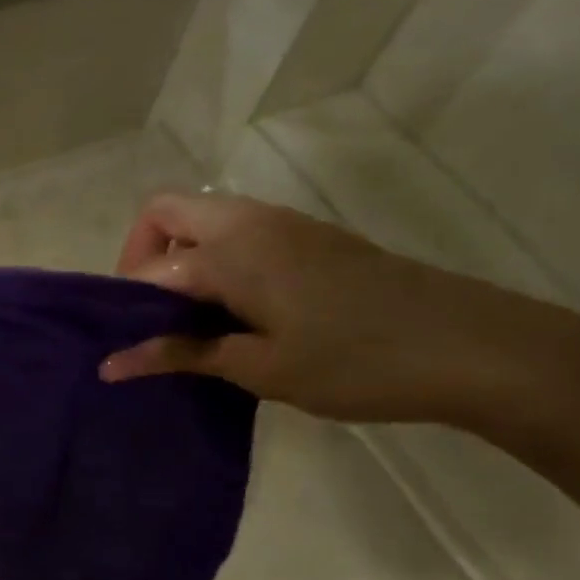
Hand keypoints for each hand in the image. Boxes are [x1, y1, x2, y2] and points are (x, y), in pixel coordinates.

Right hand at [100, 191, 579, 425]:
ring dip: (181, 263)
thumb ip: (181, 355)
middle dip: (142, 260)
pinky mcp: (311, 241)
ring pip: (204, 223)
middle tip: (151, 321)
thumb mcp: (258, 367)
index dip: (125, 305)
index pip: (149, 266)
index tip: (124, 348)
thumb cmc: (354, 362)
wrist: (470, 347)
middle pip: (168, 213)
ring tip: (189, 327)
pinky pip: (238, 237)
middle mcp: (252, 221)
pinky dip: (215, 266)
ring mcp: (286, 226)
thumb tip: (110, 363)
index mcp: (232, 250)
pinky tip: (234, 320)